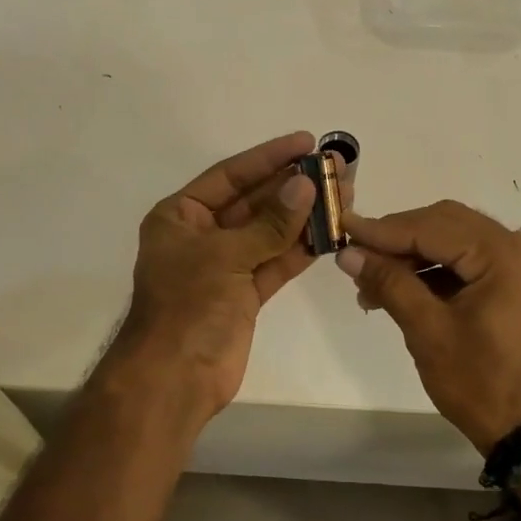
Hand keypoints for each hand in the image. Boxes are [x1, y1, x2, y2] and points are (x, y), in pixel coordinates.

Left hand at [106, 131, 320, 421]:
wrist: (175, 378)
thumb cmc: (188, 306)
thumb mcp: (226, 256)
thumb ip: (270, 223)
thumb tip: (306, 186)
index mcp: (180, 217)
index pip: (229, 176)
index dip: (268, 157)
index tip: (306, 142)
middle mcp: (201, 236)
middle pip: (253, 202)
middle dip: (293, 186)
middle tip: (336, 168)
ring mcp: (224, 266)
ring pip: (269, 233)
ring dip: (304, 216)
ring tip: (345, 195)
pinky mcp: (244, 294)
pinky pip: (275, 262)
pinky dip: (301, 250)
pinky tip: (331, 233)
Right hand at [338, 200, 520, 452]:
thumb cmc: (480, 383)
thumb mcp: (428, 331)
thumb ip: (389, 282)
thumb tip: (348, 253)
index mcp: (506, 256)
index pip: (434, 227)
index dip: (384, 230)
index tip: (344, 228)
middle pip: (448, 224)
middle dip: (399, 239)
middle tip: (357, 255)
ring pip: (458, 241)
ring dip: (416, 256)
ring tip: (373, 283)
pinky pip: (473, 261)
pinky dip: (439, 271)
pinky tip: (404, 288)